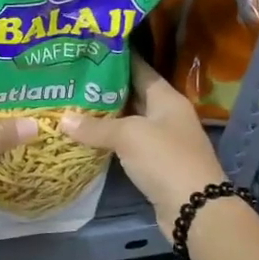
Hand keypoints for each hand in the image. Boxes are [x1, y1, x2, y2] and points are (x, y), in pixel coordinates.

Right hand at [60, 57, 225, 231]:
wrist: (195, 209)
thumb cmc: (165, 160)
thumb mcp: (128, 136)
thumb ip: (96, 126)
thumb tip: (63, 119)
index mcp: (167, 98)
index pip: (140, 69)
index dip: (117, 58)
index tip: (90, 49)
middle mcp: (166, 115)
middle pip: (133, 94)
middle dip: (104, 88)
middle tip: (72, 77)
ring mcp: (162, 140)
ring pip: (129, 120)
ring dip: (105, 115)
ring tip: (72, 103)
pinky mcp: (155, 163)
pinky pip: (128, 143)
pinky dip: (109, 139)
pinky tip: (86, 136)